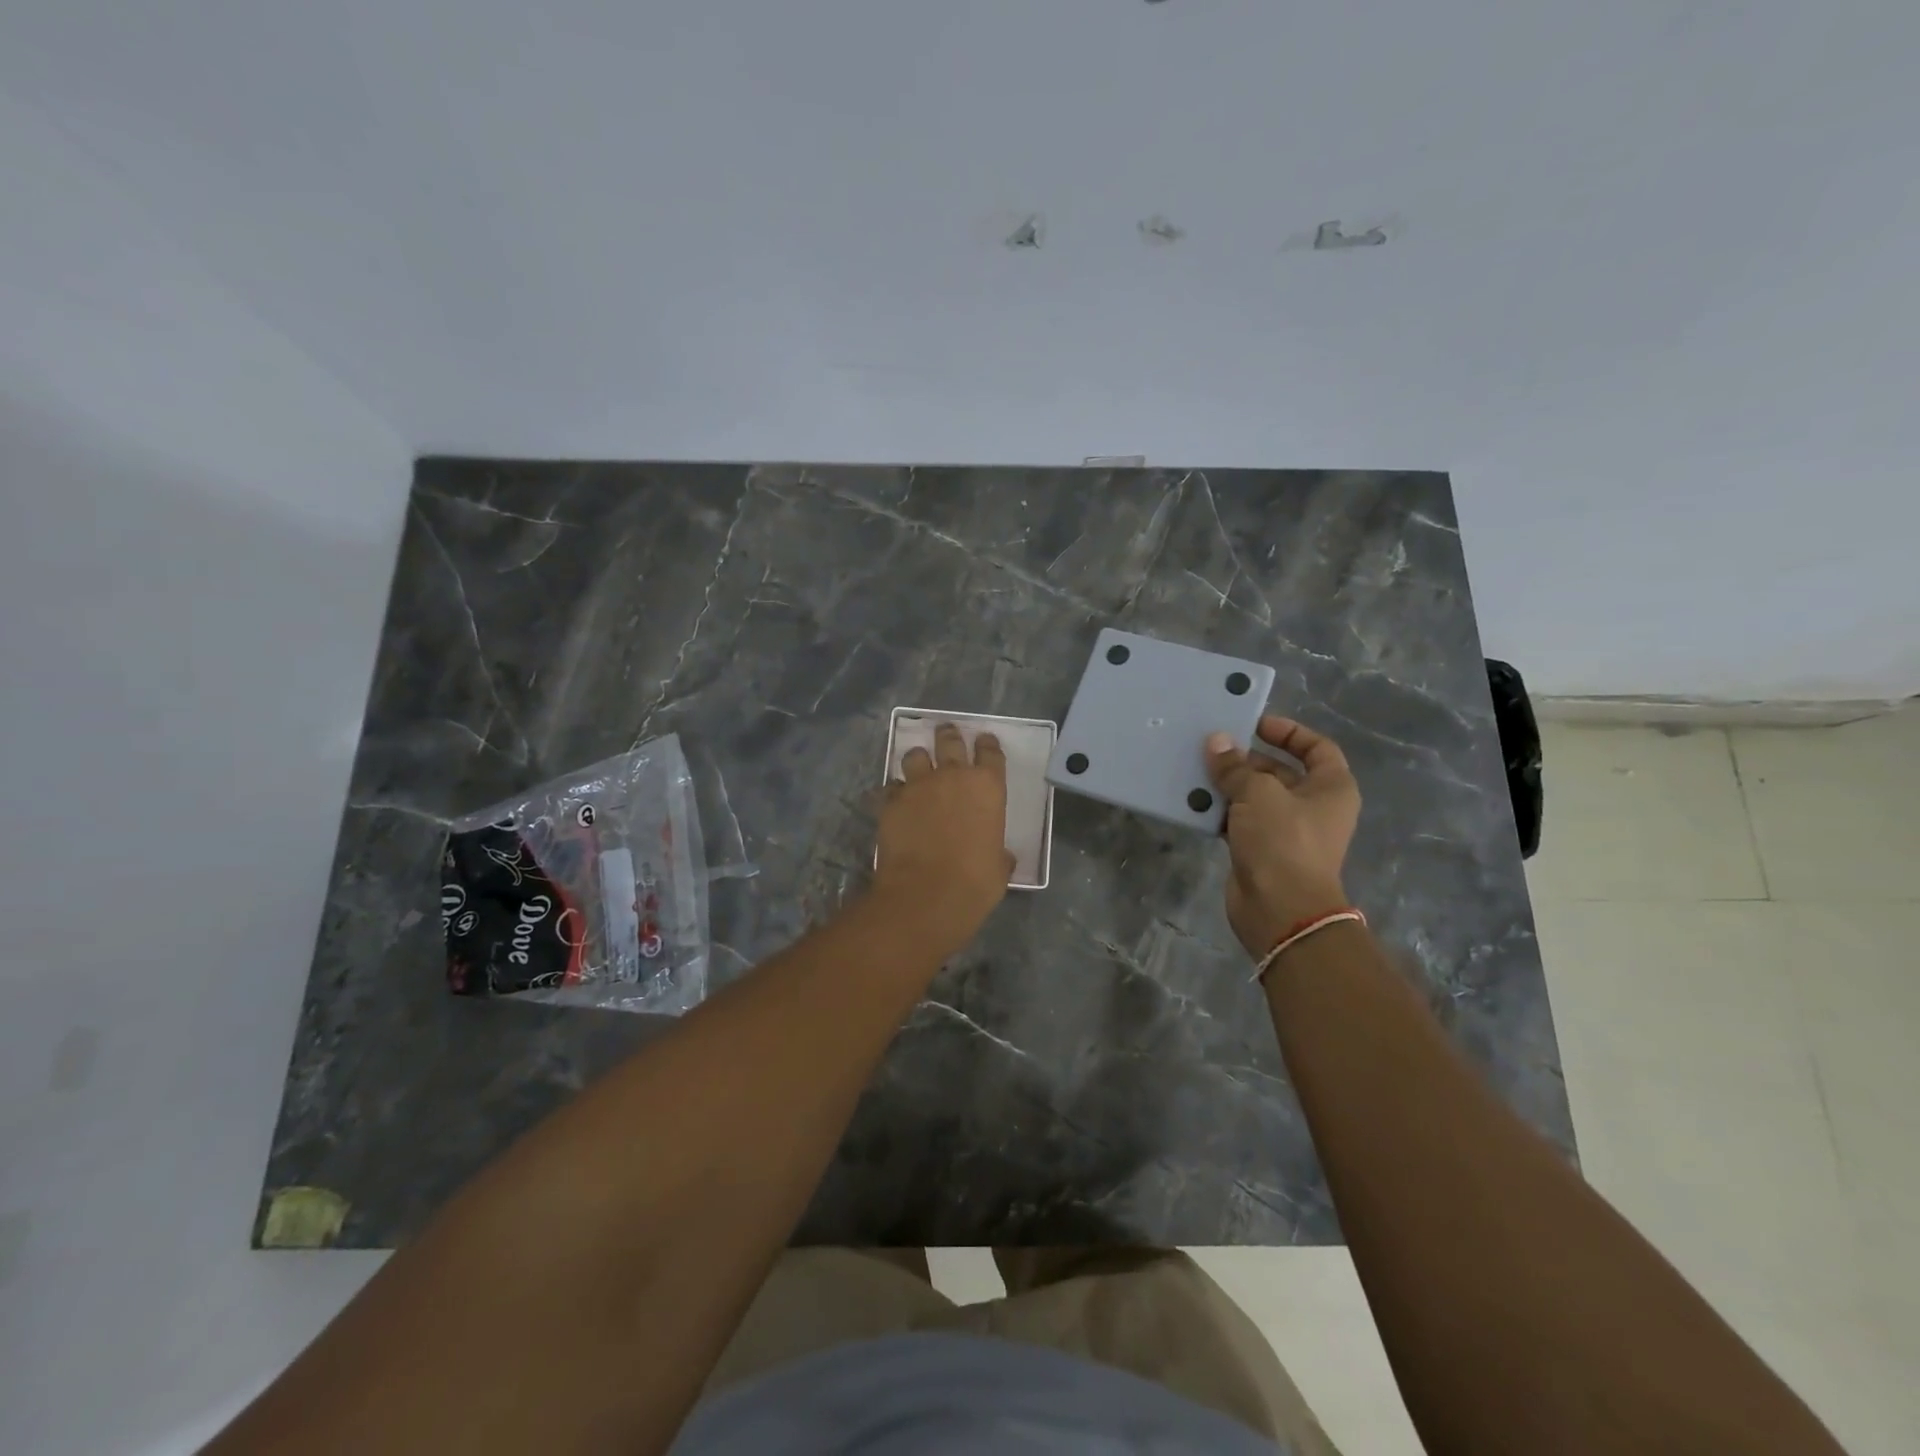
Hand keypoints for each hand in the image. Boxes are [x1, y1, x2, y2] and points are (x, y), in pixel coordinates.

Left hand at [874, 723, 1013, 956]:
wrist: (926, 895)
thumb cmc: (975, 883)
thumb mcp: (999, 868)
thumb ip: (998, 853)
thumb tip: (1000, 856)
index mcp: (988, 787)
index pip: (990, 752)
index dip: (987, 745)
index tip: (984, 741)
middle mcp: (953, 777)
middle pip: (949, 741)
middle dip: (948, 735)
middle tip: (946, 733)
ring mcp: (918, 786)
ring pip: (915, 756)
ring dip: (918, 760)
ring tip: (918, 766)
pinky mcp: (890, 802)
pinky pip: (891, 787)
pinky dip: (895, 791)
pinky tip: (896, 801)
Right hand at [1206, 716, 1361, 959]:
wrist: (1280, 910)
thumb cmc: (1283, 842)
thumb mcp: (1258, 794)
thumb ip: (1235, 767)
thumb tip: (1216, 741)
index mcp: (1330, 787)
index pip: (1316, 747)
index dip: (1288, 731)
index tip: (1254, 724)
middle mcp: (1313, 806)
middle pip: (1280, 771)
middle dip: (1246, 759)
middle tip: (1211, 747)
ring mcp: (1286, 831)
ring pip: (1255, 797)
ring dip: (1228, 785)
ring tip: (1196, 769)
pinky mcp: (1261, 851)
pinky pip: (1239, 821)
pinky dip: (1219, 812)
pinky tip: (1193, 802)